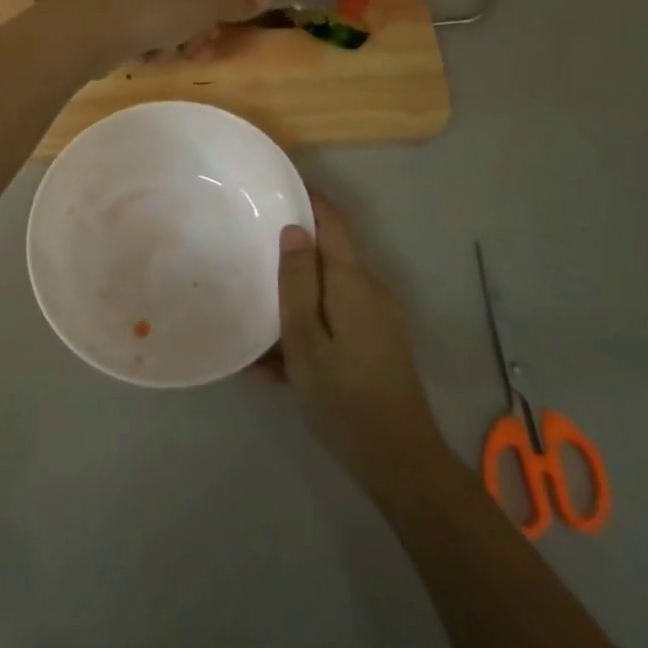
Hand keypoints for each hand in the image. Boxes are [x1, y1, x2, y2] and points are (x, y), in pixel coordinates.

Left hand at [66, 0, 267, 65]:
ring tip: (157, 54)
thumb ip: (236, 2)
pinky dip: (134, 41)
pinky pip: (123, 22)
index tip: (208, 32)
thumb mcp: (207, 6)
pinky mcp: (88, 3)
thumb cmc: (156, 5)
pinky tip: (134, 55)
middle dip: (185, 28)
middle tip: (189, 49)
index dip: (205, 5)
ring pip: (150, 13)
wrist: (91, 25)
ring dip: (161, 40)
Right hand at [276, 197, 449, 497]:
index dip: (307, 198)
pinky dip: (308, 333)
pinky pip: (335, 322)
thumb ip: (297, 281)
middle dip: (289, 260)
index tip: (274, 187)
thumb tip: (295, 229)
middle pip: (326, 257)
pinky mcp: (377, 342)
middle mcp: (370, 288)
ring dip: (293, 308)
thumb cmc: (343, 396)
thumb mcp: (305, 339)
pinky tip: (276, 370)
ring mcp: (377, 317)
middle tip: (248, 264)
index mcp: (352, 279)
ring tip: (255, 341)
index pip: (332, 220)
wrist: (399, 459)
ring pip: (326, 295)